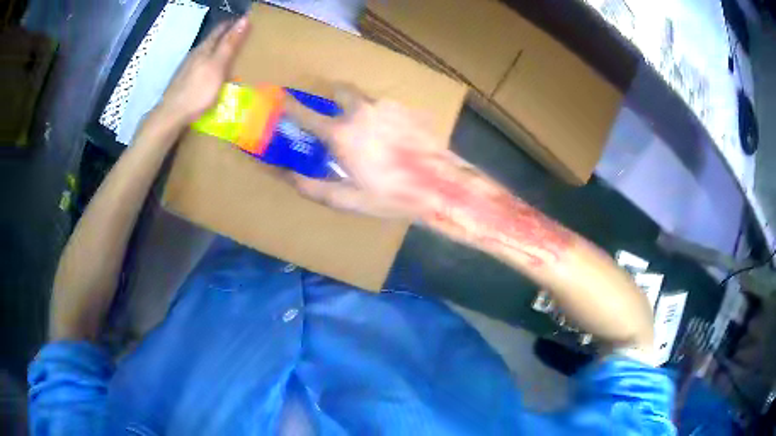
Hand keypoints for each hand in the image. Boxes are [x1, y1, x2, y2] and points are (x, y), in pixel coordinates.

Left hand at [156, 16, 250, 126]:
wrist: (172, 115)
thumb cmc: (197, 91)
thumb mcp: (217, 66)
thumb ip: (230, 44)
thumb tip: (244, 19)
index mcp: (205, 48)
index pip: (221, 29)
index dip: (234, 24)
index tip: (247, 22)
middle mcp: (195, 54)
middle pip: (212, 40)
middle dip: (226, 36)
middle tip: (242, 37)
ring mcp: (187, 68)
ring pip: (206, 53)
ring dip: (218, 50)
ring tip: (229, 54)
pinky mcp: (184, 81)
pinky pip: (201, 66)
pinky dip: (210, 64)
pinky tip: (212, 72)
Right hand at [284, 86, 475, 220]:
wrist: (438, 185)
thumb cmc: (391, 195)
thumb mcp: (347, 199)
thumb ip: (312, 187)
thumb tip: (285, 175)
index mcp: (341, 134)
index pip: (305, 113)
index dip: (289, 104)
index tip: (279, 96)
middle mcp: (361, 111)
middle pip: (339, 91)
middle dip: (332, 97)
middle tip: (334, 114)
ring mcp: (386, 106)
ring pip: (364, 97)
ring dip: (358, 107)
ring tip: (368, 132)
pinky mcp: (406, 109)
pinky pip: (385, 106)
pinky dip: (380, 115)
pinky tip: (390, 137)